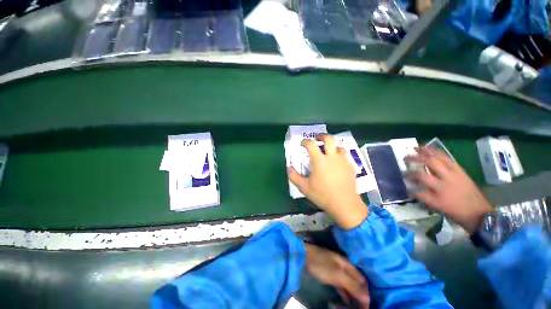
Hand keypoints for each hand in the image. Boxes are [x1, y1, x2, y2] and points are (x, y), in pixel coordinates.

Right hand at [288, 135, 368, 228]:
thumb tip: (289, 167)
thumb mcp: (304, 187)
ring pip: (339, 146)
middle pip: (329, 139)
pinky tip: (337, 162)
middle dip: (321, 136)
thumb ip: (294, 176)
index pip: (311, 144)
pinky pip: (345, 155)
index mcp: (319, 160)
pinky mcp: (351, 166)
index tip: (302, 143)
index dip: (305, 141)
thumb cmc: (322, 195)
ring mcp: (343, 160)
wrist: (344, 204)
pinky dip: (339, 154)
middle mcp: (332, 157)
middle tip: (317, 139)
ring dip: (332, 146)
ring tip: (328, 151)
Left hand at [305, 243, 369, 307]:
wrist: (304, 257)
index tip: (367, 306)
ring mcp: (336, 271)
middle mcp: (344, 267)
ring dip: (353, 296)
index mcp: (347, 264)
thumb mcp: (337, 274)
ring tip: (356, 308)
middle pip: (356, 283)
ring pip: (349, 285)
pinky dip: (345, 294)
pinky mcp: (330, 275)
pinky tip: (346, 302)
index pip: (362, 280)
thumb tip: (367, 298)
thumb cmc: (321, 264)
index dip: (366, 293)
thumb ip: (352, 285)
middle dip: (361, 296)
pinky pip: (341, 286)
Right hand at [407, 147, 492, 232]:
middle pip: (426, 169)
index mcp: (438, 197)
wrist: (479, 212)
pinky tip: (432, 150)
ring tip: (416, 147)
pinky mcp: (460, 171)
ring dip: (425, 153)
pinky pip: (448, 159)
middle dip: (414, 161)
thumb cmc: (457, 212)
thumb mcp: (438, 208)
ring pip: (438, 160)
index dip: (410, 182)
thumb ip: (424, 197)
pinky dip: (438, 153)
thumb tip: (412, 189)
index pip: (417, 188)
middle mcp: (445, 184)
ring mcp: (454, 175)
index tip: (404, 180)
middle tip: (405, 158)